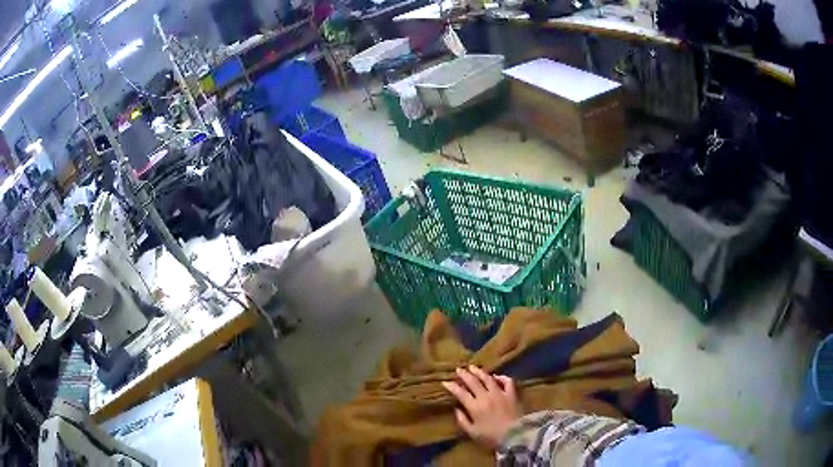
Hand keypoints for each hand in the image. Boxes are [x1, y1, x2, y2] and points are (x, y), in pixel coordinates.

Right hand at [442, 366, 521, 449]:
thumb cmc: (491, 437)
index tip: (445, 382)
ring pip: (488, 379)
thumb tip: (456, 409)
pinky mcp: (512, 394)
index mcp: (474, 407)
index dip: (452, 387)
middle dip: (464, 375)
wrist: (515, 436)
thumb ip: (463, 421)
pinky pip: (507, 381)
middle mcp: (486, 397)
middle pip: (473, 382)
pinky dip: (501, 377)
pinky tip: (496, 376)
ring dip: (479, 372)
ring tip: (473, 367)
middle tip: (458, 369)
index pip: (461, 393)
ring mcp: (500, 393)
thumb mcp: (472, 433)